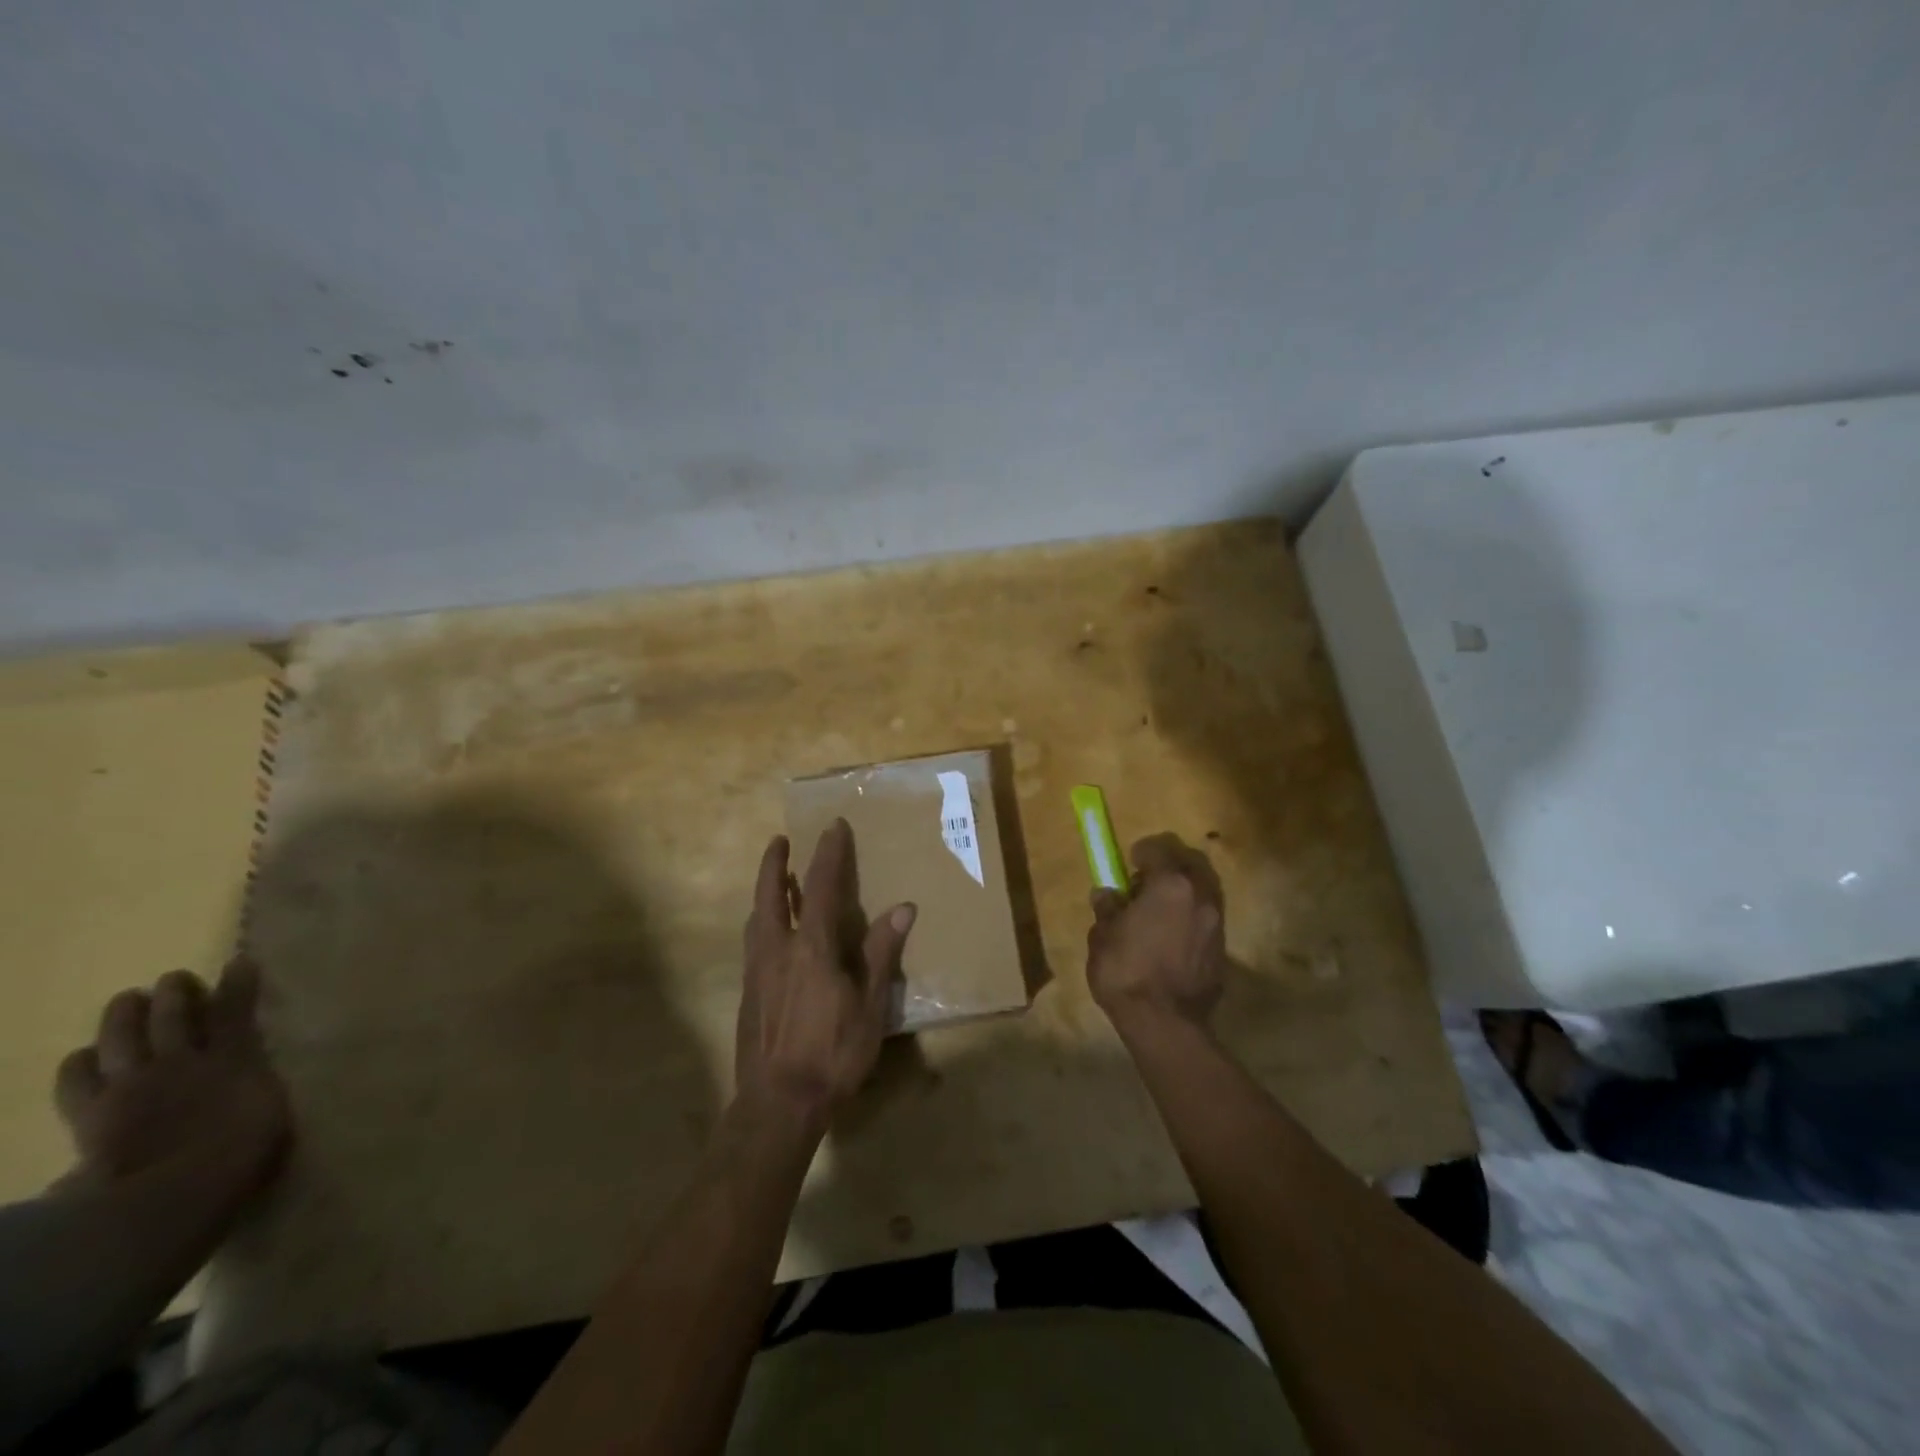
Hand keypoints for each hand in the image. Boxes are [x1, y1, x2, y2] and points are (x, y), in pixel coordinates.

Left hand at [55, 957, 290, 1202]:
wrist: (174, 1191)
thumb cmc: (241, 1153)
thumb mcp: (269, 1117)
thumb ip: (257, 1092)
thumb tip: (256, 1084)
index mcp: (235, 1060)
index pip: (235, 1012)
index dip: (237, 985)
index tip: (239, 961)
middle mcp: (184, 1061)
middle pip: (174, 1017)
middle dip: (175, 993)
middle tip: (174, 979)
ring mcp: (135, 1084)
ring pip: (124, 1037)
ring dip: (124, 1015)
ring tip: (126, 999)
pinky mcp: (94, 1112)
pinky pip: (78, 1082)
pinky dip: (80, 1064)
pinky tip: (81, 1056)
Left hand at [736, 820, 915, 1131]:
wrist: (778, 1104)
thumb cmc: (833, 1054)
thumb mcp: (870, 1006)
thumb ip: (882, 954)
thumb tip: (903, 907)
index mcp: (811, 947)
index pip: (820, 887)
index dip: (828, 854)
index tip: (832, 827)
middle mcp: (777, 950)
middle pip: (770, 895)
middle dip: (775, 864)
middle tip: (779, 841)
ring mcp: (756, 972)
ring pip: (756, 919)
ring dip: (765, 892)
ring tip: (775, 881)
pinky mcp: (746, 994)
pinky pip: (753, 943)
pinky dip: (762, 923)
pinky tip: (769, 935)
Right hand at [1087, 833, 1226, 1031]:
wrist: (1164, 1023)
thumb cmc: (1126, 972)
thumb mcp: (1103, 936)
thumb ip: (1108, 909)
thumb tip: (1108, 895)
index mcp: (1170, 884)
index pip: (1159, 848)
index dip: (1142, 852)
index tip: (1129, 862)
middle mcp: (1200, 896)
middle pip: (1191, 862)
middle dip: (1170, 864)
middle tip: (1147, 882)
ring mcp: (1216, 922)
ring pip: (1204, 889)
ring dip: (1184, 891)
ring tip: (1160, 910)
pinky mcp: (1223, 949)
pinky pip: (1207, 918)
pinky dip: (1192, 916)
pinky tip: (1173, 936)